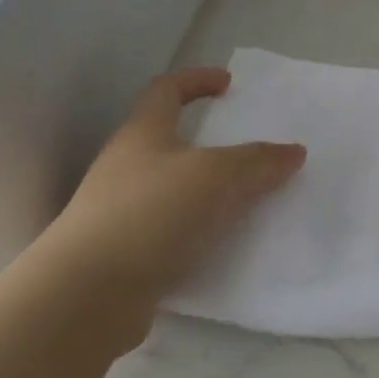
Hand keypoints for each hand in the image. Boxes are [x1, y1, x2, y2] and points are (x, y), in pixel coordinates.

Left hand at [29, 67, 304, 344]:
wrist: (85, 297)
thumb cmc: (151, 214)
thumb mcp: (216, 177)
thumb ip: (258, 162)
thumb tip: (293, 151)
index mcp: (143, 134)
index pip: (166, 89)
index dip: (197, 80)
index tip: (229, 84)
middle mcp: (126, 166)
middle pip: (168, 140)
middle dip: (208, 140)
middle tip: (248, 149)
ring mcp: (119, 212)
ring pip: (172, 188)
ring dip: (206, 189)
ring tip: (246, 199)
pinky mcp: (123, 254)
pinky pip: (171, 230)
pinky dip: (198, 230)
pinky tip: (224, 245)